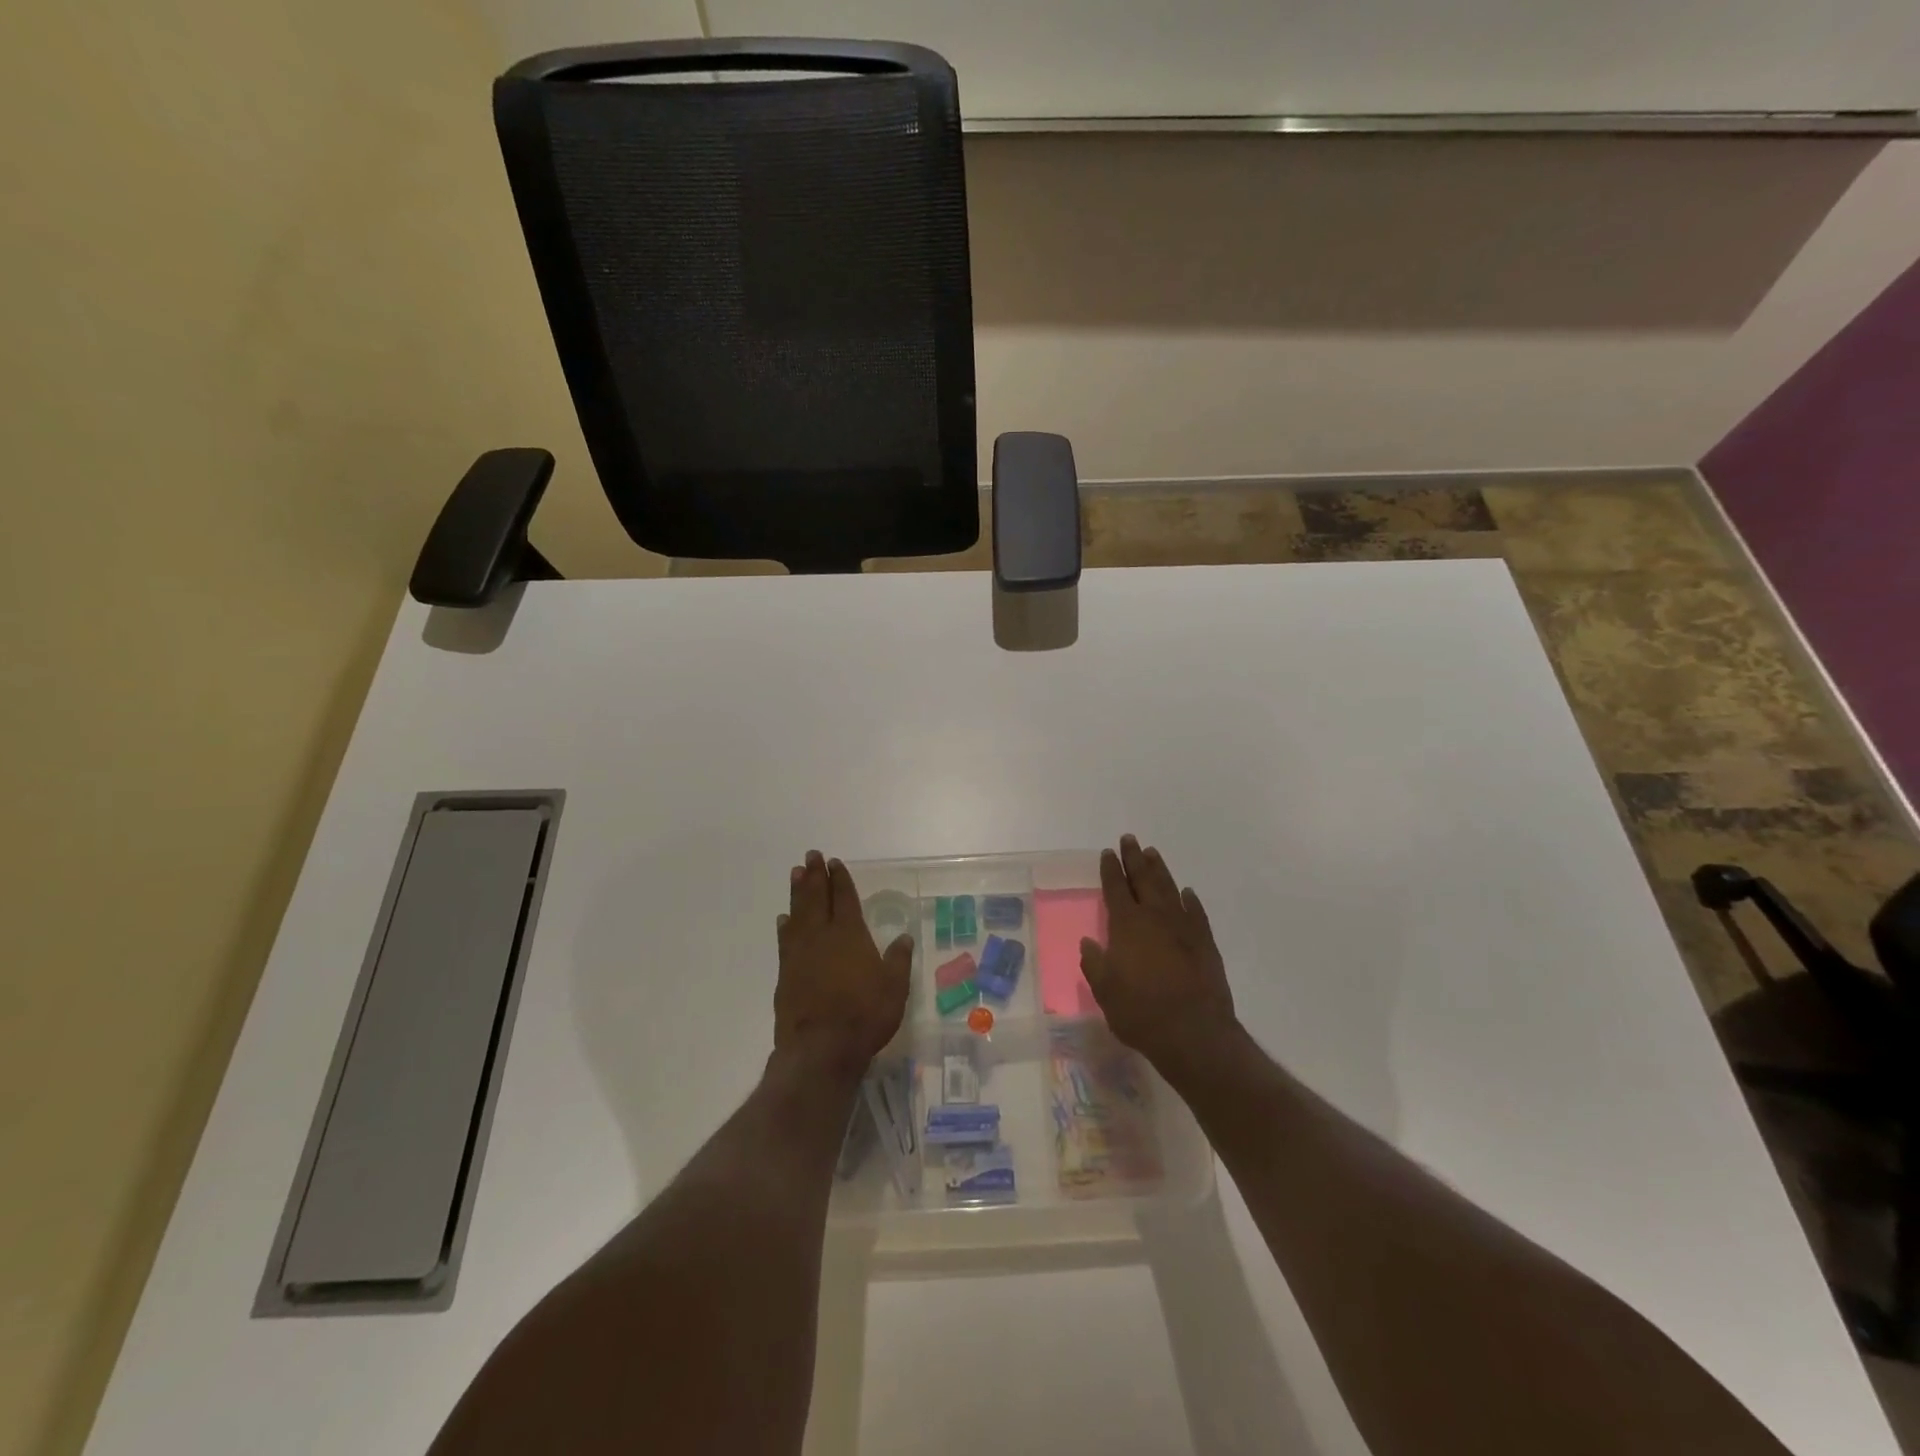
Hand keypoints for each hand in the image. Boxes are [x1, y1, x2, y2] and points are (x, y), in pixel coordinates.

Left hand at [774, 851, 911, 1081]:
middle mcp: (822, 936)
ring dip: (798, 892)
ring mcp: (800, 954)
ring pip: (798, 913)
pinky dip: (785, 925)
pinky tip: (784, 919)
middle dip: (816, 876)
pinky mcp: (786, 973)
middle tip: (811, 856)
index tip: (835, 862)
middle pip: (817, 898)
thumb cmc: (864, 1015)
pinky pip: (785, 940)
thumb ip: (898, 960)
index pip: (845, 898)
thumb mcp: (894, 988)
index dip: (841, 879)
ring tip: (796, 874)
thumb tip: (904, 937)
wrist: (820, 1048)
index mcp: (851, 934)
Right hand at [1080, 835, 1238, 1081]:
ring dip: (1159, 870)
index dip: (1110, 869)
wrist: (1194, 1033)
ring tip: (1152, 854)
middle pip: (1143, 879)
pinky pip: (1196, 912)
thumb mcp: (1105, 991)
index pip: (1115, 888)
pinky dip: (1190, 900)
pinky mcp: (1205, 942)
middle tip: (1129, 839)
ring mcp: (1184, 927)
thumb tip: (1089, 942)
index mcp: (1127, 925)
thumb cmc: (1140, 1012)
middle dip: (1134, 858)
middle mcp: (1155, 917)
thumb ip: (1095, 963)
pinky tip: (1187, 893)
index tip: (1107, 853)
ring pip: (1169, 889)